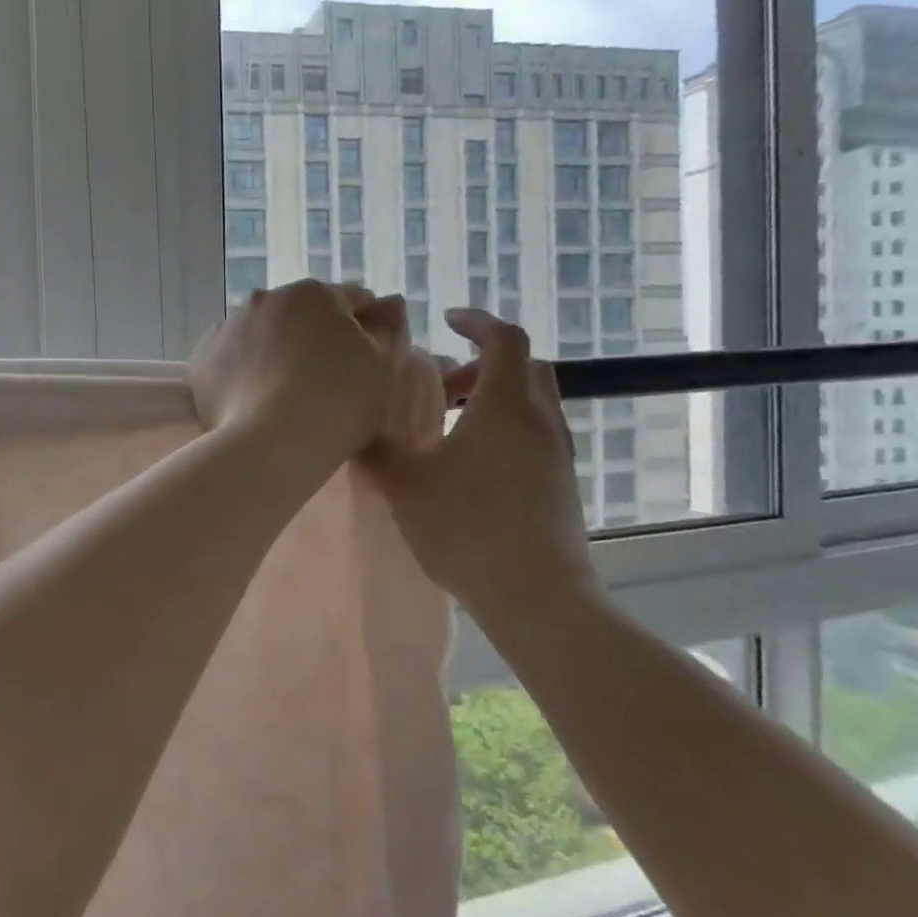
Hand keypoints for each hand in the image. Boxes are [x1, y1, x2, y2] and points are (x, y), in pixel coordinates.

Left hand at [189, 280, 413, 462]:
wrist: (272, 444)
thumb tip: (389, 304)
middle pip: (301, 316)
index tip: (369, 360)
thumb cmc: (340, 403)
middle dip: (314, 337)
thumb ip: (388, 328)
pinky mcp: (202, 359)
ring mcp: (228, 327)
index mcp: (313, 293)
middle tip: (326, 382)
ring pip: (262, 336)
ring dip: (276, 352)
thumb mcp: (385, 366)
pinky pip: (232, 361)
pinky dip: (244, 373)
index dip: (367, 329)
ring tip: (285, 395)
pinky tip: (255, 401)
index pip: (351, 301)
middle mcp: (265, 298)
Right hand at [363, 309, 594, 604]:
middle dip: (483, 362)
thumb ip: (376, 448)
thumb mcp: (405, 485)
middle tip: (444, 386)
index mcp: (505, 405)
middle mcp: (540, 418)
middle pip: (524, 365)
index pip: (505, 338)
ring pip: (532, 400)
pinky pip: (536, 431)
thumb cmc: (467, 528)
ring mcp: (558, 451)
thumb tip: (355, 424)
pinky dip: (507, 426)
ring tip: (453, 426)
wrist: (537, 596)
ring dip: (495, 396)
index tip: (448, 321)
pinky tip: (474, 464)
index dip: (477, 321)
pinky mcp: (562, 481)